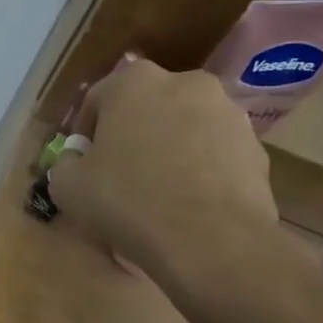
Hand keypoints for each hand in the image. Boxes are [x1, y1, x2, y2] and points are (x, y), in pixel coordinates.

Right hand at [49, 59, 287, 306]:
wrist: (212, 241)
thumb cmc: (129, 201)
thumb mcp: (68, 186)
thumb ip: (65, 163)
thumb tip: (76, 160)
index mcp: (134, 82)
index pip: (98, 99)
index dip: (86, 133)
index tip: (82, 163)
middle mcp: (185, 83)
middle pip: (146, 108)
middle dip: (132, 135)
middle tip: (119, 175)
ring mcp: (228, 113)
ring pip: (184, 129)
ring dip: (169, 150)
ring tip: (158, 194)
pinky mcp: (256, 147)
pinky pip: (214, 154)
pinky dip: (200, 171)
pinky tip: (188, 205)